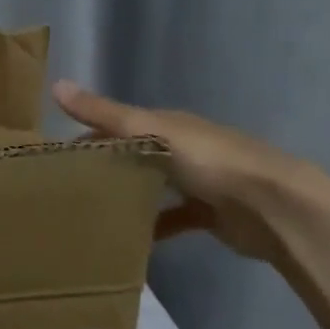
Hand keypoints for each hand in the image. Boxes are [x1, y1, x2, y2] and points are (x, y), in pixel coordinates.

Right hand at [52, 80, 310, 260]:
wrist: (273, 205)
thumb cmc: (209, 161)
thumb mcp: (151, 131)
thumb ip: (105, 114)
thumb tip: (55, 85)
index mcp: (168, 124)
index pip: (118, 123)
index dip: (88, 134)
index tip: (58, 157)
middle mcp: (182, 147)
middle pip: (135, 154)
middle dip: (105, 167)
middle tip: (68, 189)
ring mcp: (197, 181)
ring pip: (153, 186)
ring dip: (128, 196)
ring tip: (92, 215)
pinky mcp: (208, 214)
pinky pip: (172, 219)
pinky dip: (153, 228)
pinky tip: (132, 243)